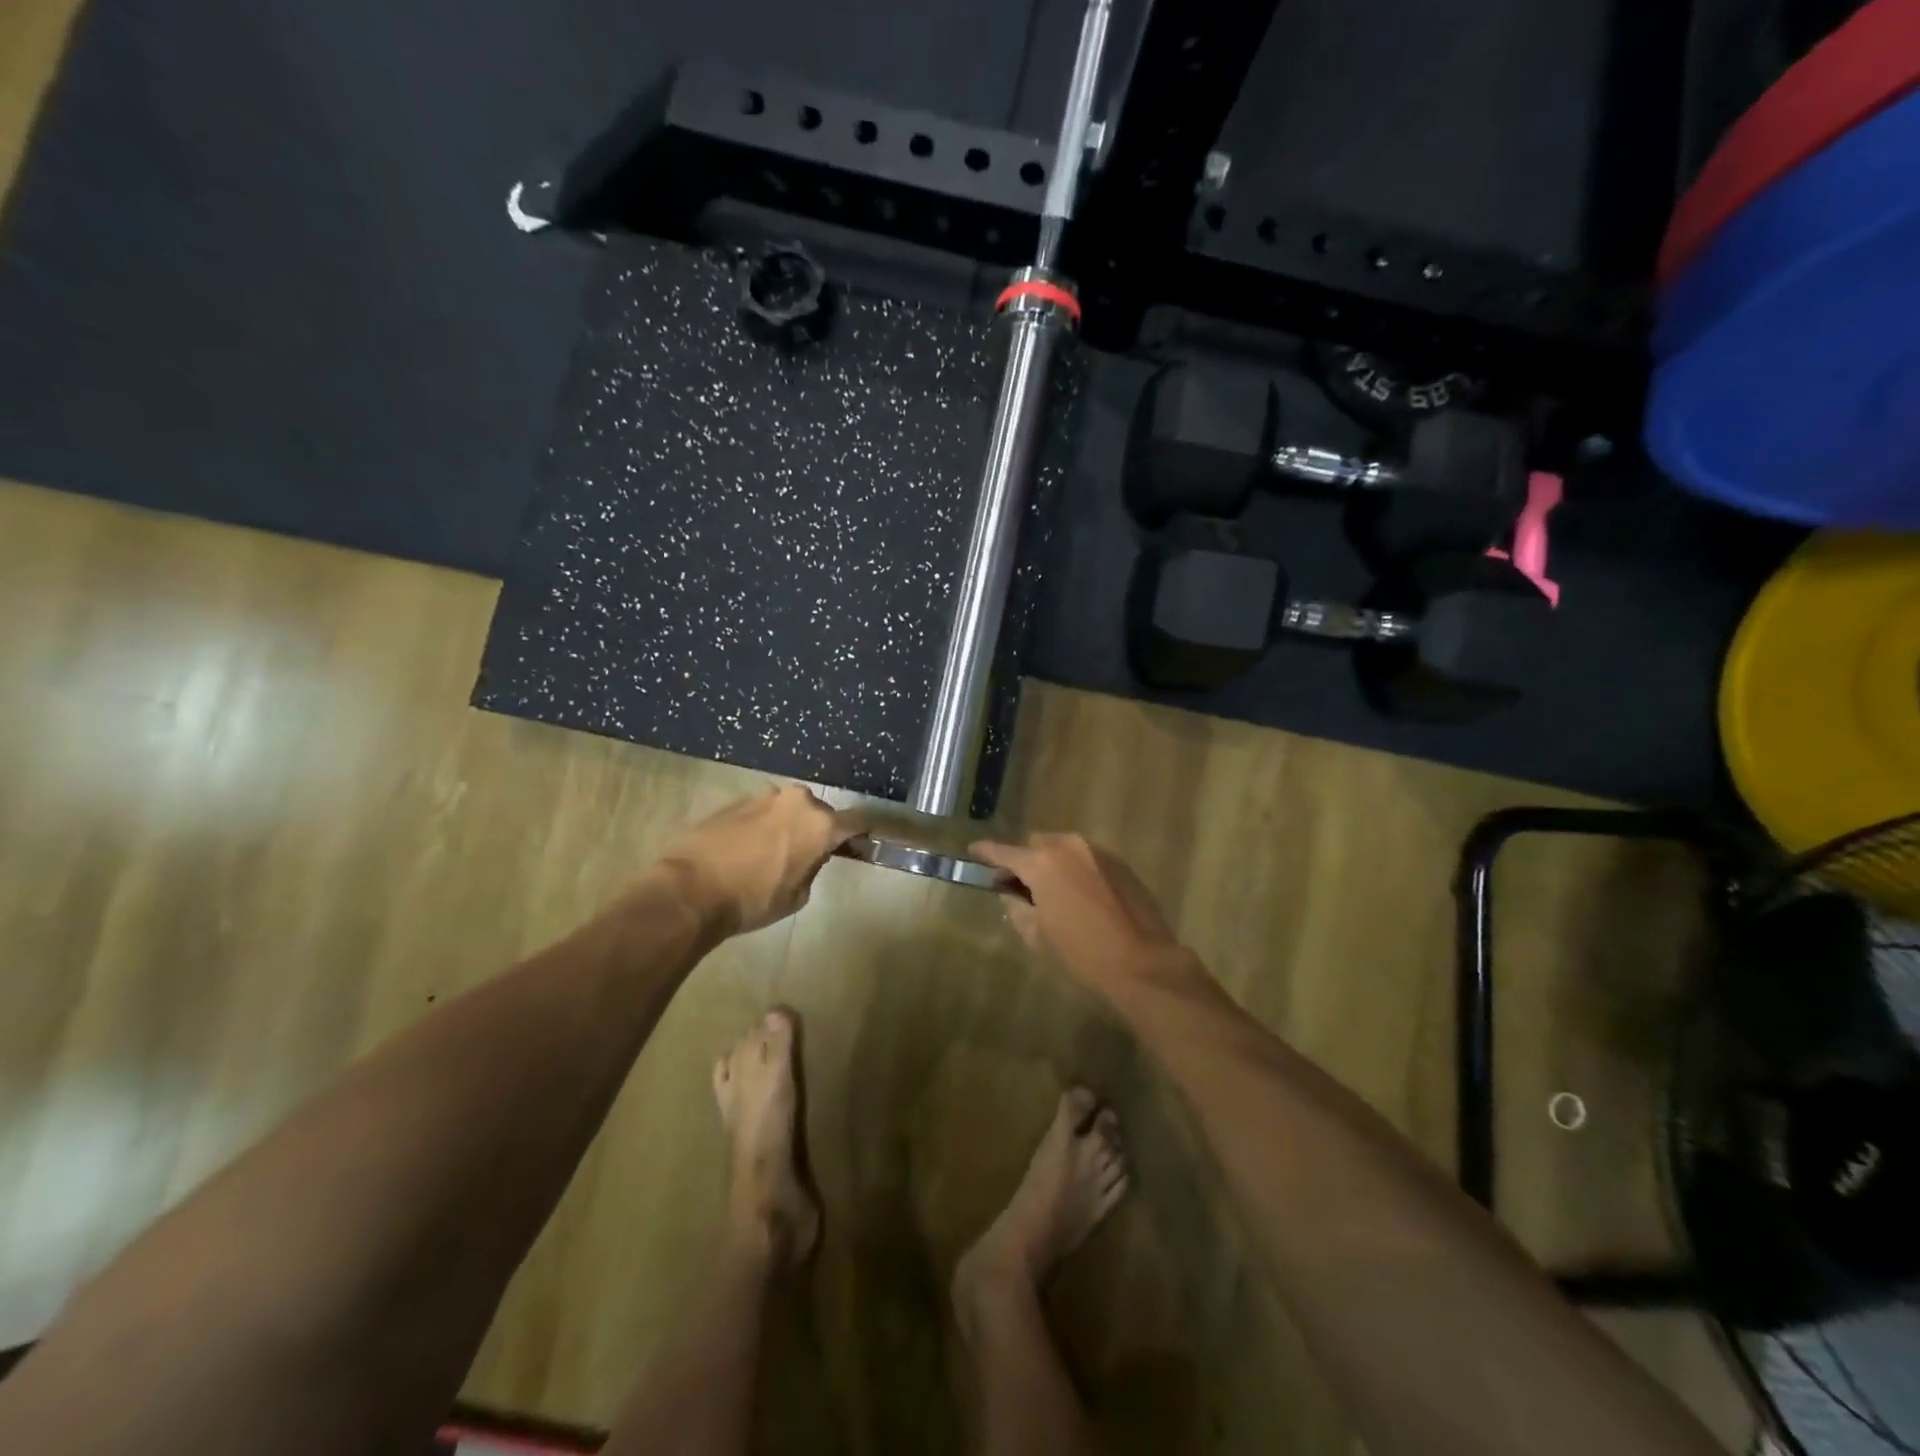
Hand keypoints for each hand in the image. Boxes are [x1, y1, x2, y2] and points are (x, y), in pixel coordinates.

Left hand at [663, 785, 865, 934]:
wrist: (691, 888)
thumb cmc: (754, 899)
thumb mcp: (797, 895)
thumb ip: (812, 867)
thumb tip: (807, 856)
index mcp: (821, 824)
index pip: (856, 821)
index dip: (860, 833)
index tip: (860, 842)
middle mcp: (797, 801)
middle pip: (818, 813)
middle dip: (815, 829)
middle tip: (806, 853)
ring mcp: (764, 796)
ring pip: (787, 809)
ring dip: (786, 825)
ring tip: (770, 852)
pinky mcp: (734, 800)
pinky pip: (760, 811)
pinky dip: (759, 825)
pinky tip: (744, 849)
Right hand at [971, 833, 1192, 993]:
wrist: (1143, 964)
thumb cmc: (1082, 954)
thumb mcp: (1038, 936)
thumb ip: (1018, 908)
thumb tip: (1011, 895)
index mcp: (1042, 863)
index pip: (1004, 851)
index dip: (986, 852)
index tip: (973, 852)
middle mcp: (1069, 847)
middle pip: (1036, 845)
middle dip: (1023, 861)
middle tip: (1016, 886)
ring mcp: (1099, 852)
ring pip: (1063, 849)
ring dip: (1051, 863)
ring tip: (1049, 892)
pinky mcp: (1121, 864)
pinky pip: (1087, 859)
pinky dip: (1075, 869)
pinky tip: (1078, 895)